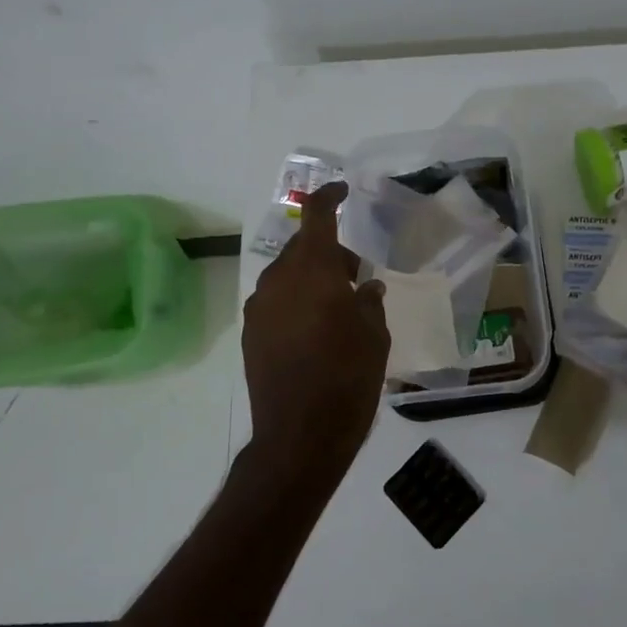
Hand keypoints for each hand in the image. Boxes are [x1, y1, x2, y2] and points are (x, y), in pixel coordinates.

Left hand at [242, 183, 389, 482]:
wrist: (300, 436)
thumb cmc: (348, 378)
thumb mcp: (375, 337)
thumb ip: (370, 303)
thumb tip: (366, 290)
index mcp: (314, 271)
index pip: (317, 216)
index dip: (330, 196)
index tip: (343, 190)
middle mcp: (280, 281)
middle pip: (303, 249)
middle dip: (330, 253)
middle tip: (358, 278)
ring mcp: (260, 308)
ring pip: (288, 276)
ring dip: (312, 279)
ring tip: (338, 309)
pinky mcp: (251, 334)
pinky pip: (277, 302)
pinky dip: (297, 303)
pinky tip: (316, 332)